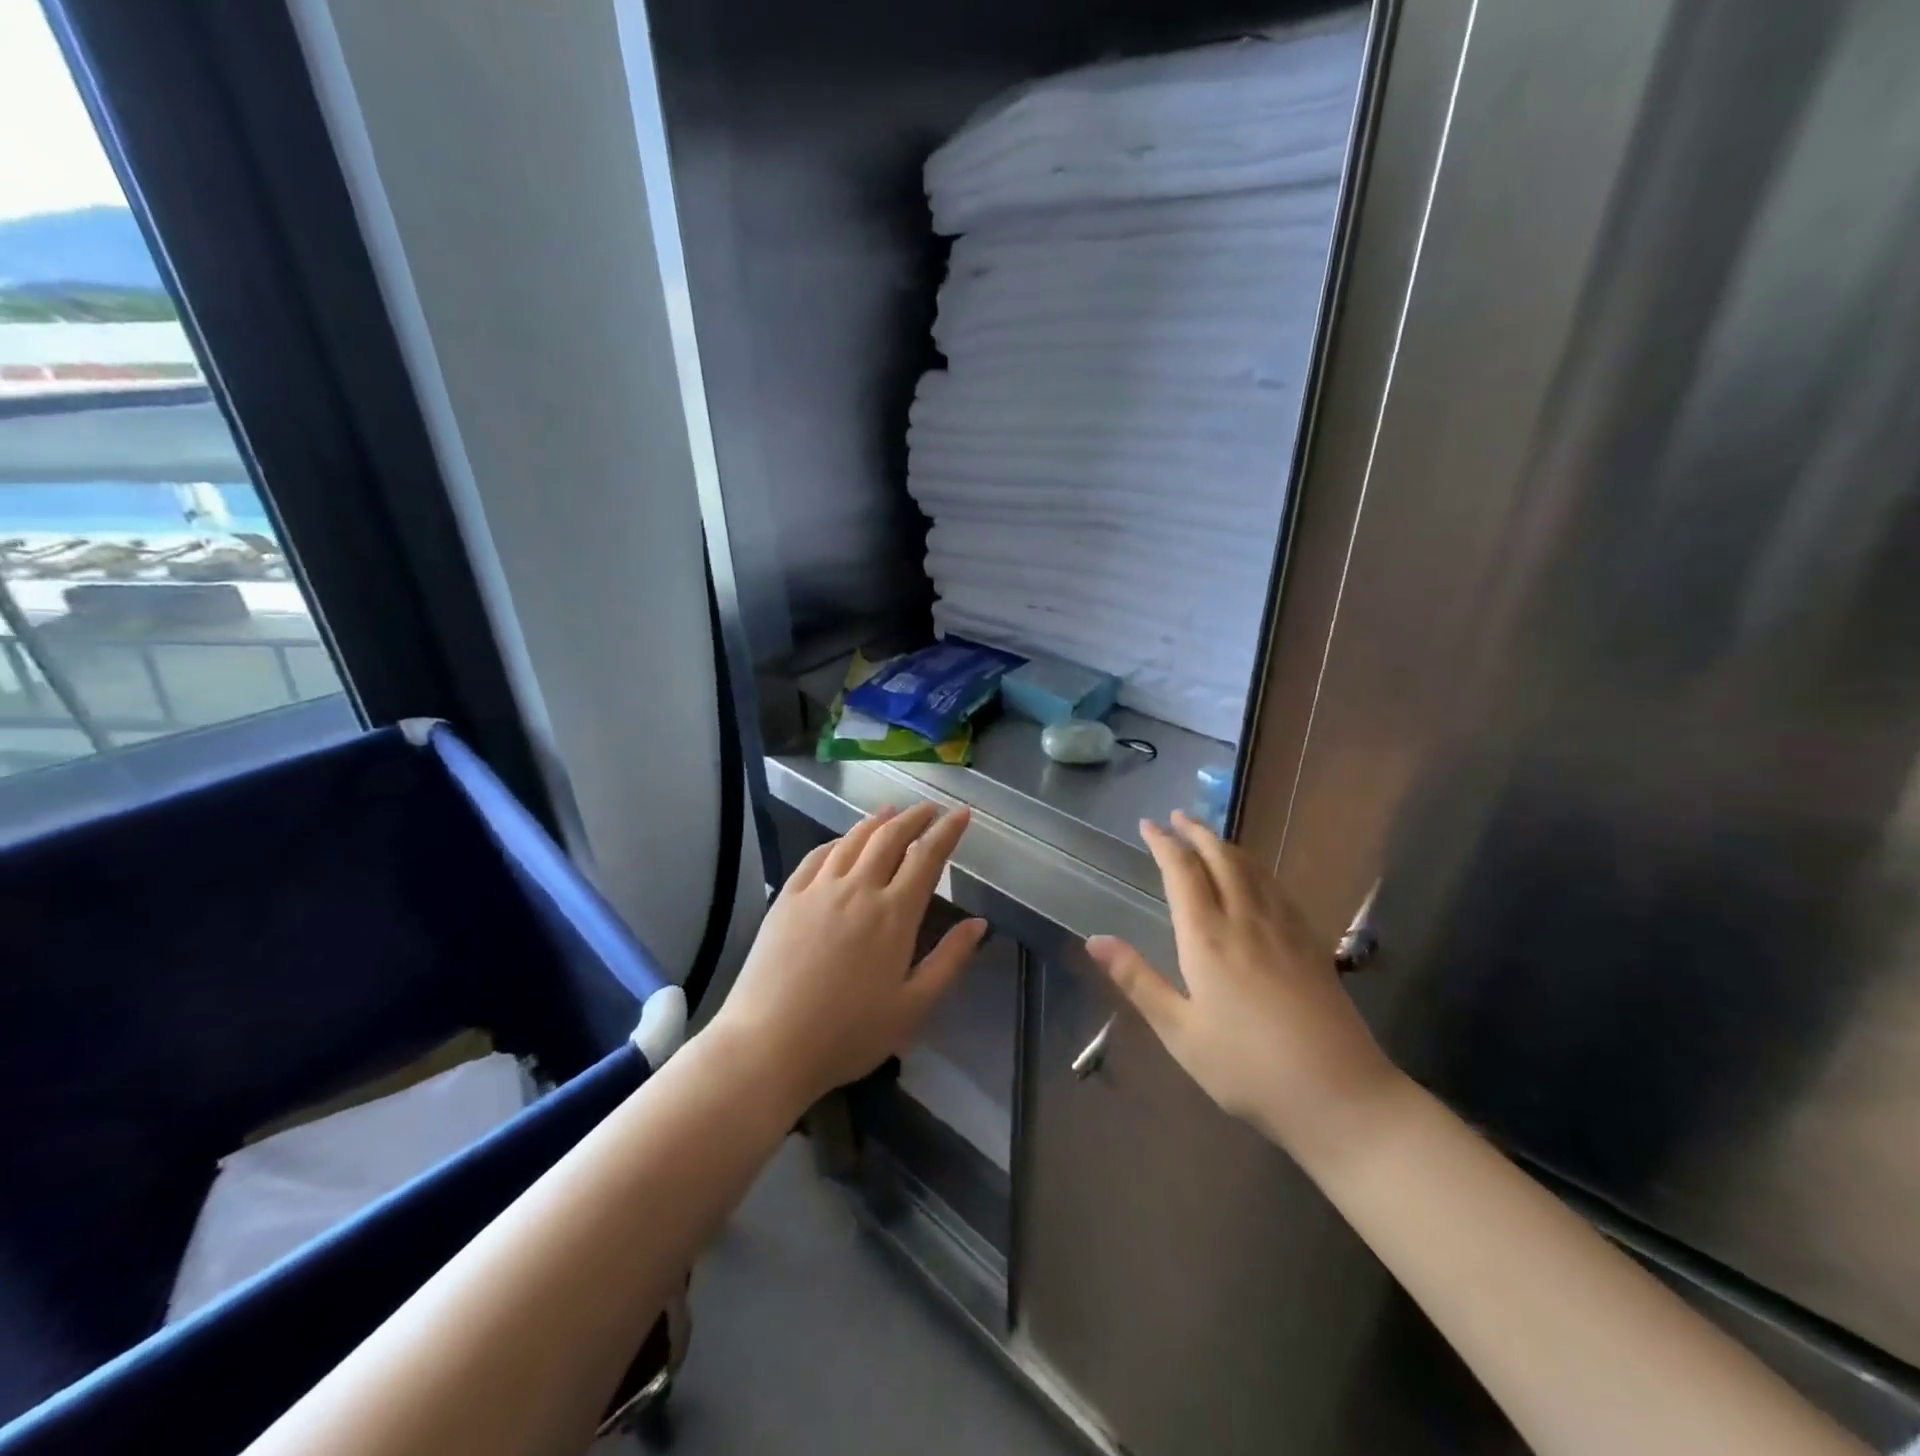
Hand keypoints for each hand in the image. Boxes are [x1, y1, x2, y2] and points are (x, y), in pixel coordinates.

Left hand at [712, 803, 986, 1110]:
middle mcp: (858, 889)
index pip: (927, 857)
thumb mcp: (913, 1007)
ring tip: (891, 812)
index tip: (960, 813)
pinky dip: (838, 841)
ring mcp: (818, 889)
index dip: (947, 831)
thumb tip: (979, 923)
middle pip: (890, 837)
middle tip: (929, 808)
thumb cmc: (848, 1033)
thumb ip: (949, 961)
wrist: (769, 1044)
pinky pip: (817, 856)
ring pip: (853, 840)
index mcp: (894, 914)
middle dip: (914, 817)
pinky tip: (842, 842)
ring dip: (877, 821)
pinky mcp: (787, 897)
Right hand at [1085, 812, 1402, 1164]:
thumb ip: (1137, 980)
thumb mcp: (1179, 1032)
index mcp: (1207, 937)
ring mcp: (1284, 928)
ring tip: (1209, 836)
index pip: (1181, 871)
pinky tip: (1256, 875)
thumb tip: (1094, 939)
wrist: (1340, 1095)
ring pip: (1252, 868)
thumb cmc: (1247, 1068)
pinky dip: (1256, 867)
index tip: (1148, 824)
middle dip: (1196, 832)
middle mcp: (1245, 919)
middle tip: (1177, 816)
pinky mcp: (1310, 943)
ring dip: (1226, 844)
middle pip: (1220, 858)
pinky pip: (1277, 886)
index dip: (1163, 843)